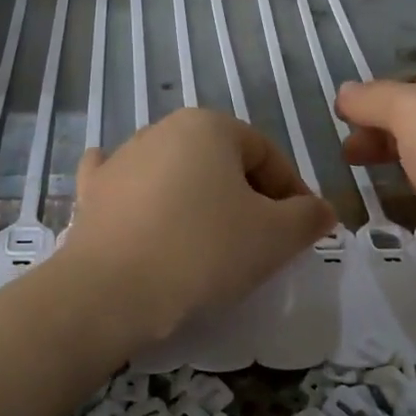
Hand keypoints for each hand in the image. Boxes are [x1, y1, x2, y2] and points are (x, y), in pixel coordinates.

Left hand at [58, 108, 333, 339]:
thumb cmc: (203, 251)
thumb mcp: (275, 237)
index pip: (267, 154)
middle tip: (260, 241)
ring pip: (176, 174)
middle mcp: (162, 129)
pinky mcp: (93, 191)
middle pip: (221, 162)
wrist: (111, 290)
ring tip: (209, 244)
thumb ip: (308, 217)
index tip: (300, 231)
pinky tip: (143, 210)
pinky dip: (141, 196)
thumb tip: (321, 209)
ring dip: (199, 200)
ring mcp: (121, 158)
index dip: (292, 191)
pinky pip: (125, 185)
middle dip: (246, 196)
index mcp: (209, 126)